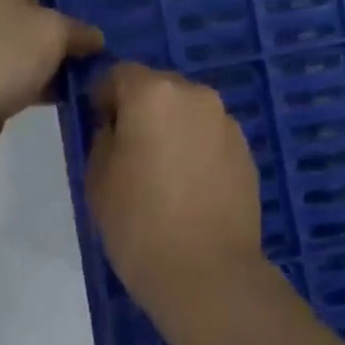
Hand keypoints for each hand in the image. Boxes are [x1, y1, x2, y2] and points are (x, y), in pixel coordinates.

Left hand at [0, 0, 102, 164]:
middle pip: (44, 0)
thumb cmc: (2, 53)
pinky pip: (35, 72)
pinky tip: (88, 87)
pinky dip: (56, 79)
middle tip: (116, 18)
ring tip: (112, 54)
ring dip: (70, 50)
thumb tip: (96, 38)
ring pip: (42, 39)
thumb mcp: (55, 31)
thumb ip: (82, 30)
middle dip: (77, 12)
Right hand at [85, 63, 264, 310]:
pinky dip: (197, 147)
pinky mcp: (246, 149)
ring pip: (188, 111)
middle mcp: (196, 95)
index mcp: (155, 94)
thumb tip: (117, 125)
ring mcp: (226, 121)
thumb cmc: (139, 224)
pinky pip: (210, 135)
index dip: (104, 95)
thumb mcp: (98, 178)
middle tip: (130, 152)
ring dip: (173, 127)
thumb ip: (105, 137)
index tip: (98, 126)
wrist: (207, 271)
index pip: (120, 73)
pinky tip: (191, 186)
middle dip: (142, 109)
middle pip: (159, 88)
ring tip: (163, 173)